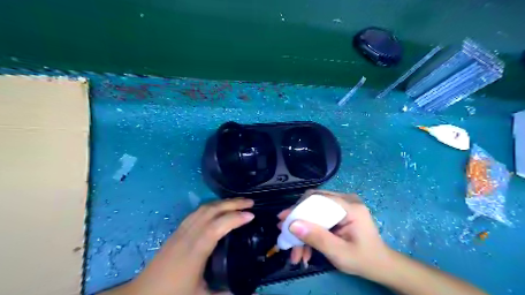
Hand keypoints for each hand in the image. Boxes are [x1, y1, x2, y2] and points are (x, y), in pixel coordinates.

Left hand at [121, 198, 256, 294]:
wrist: (142, 294)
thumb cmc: (172, 294)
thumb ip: (225, 293)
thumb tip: (246, 290)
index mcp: (195, 251)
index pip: (217, 227)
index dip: (235, 218)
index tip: (252, 215)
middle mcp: (188, 235)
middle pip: (211, 211)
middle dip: (232, 203)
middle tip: (250, 202)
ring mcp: (181, 230)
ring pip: (203, 208)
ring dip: (222, 202)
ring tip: (238, 202)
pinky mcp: (177, 230)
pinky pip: (197, 212)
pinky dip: (212, 206)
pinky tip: (218, 209)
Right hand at [276, 190, 390, 277]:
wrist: (380, 265)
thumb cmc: (363, 259)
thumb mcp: (339, 253)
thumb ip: (317, 238)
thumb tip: (292, 225)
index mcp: (350, 207)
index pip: (318, 199)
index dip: (298, 208)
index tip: (283, 220)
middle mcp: (346, 200)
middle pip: (314, 203)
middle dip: (298, 220)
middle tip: (284, 233)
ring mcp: (343, 204)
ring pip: (314, 210)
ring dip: (303, 229)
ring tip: (294, 250)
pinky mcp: (339, 212)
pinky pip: (320, 216)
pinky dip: (311, 230)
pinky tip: (305, 248)